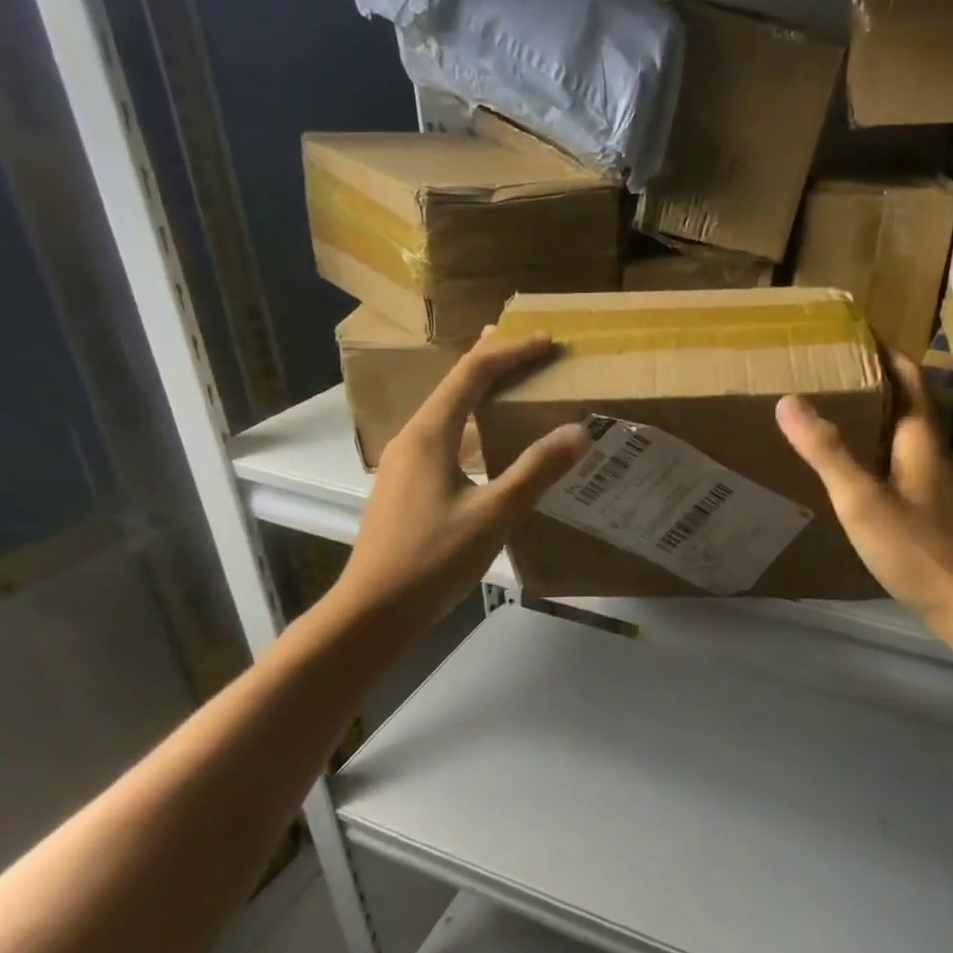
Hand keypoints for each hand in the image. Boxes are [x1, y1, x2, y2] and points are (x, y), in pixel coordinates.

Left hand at [334, 328, 588, 639]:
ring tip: (508, 383)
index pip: (472, 374)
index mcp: (430, 434)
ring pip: (447, 413)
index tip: (547, 342)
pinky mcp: (405, 487)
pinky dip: (470, 424)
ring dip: (479, 393)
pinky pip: (443, 438)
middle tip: (527, 348)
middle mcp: (412, 439)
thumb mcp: (493, 515)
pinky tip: (485, 444)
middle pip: (454, 385)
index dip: (511, 353)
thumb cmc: (432, 560)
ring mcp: (404, 464)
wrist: (373, 610)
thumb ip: (536, 471)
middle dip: (492, 362)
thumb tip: (579, 431)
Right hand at [777, 352, 952, 631]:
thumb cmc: (917, 547)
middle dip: (874, 379)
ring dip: (876, 415)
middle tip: (831, 370)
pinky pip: (903, 461)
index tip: (852, 330)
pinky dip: (878, 449)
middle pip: (906, 401)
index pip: (906, 375)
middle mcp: (934, 450)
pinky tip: (857, 468)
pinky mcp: (935, 507)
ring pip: (905, 433)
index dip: (882, 349)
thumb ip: (827, 451)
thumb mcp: (862, 499)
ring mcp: (938, 480)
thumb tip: (788, 401)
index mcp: (921, 437)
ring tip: (836, 411)